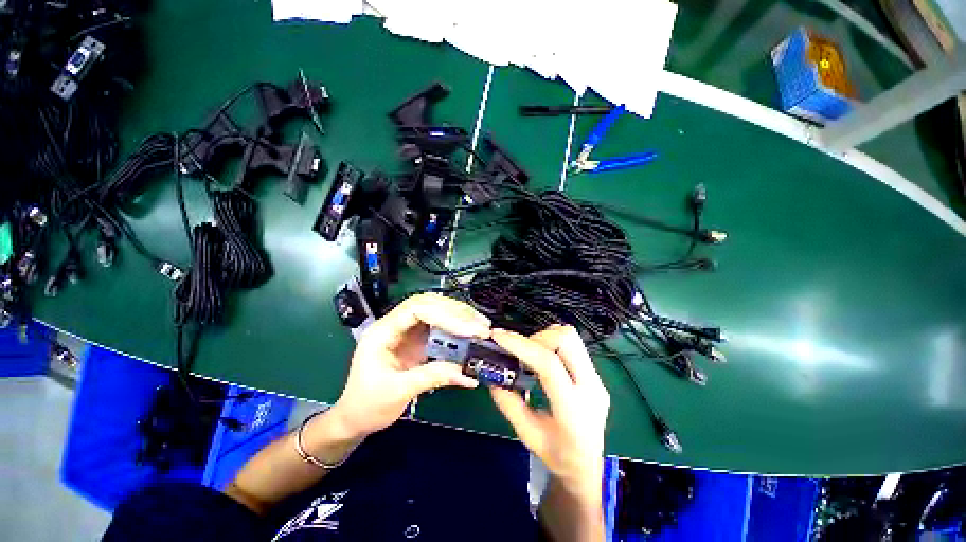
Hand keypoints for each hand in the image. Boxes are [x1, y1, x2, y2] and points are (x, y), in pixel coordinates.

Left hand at [330, 293, 490, 438]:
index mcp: (383, 332)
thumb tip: (466, 374)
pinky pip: (439, 327)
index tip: (467, 329)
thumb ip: (431, 378)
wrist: (355, 417)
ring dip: (459, 317)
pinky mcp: (417, 341)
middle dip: (456, 312)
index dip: (444, 315)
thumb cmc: (367, 405)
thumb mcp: (397, 392)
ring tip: (480, 326)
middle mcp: (396, 325)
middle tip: (480, 325)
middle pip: (429, 305)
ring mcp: (407, 332)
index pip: (416, 309)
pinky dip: (456, 329)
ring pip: (436, 312)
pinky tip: (469, 334)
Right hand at [489, 325, 609, 494]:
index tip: (498, 337)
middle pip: (566, 339)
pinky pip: (574, 345)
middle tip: (520, 352)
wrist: (588, 467)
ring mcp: (597, 379)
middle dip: (537, 338)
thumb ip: (509, 404)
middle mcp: (591, 388)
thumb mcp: (527, 435)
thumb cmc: (558, 456)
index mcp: (573, 409)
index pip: (548, 364)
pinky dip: (552, 343)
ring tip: (530, 354)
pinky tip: (542, 358)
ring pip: (572, 336)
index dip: (521, 345)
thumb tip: (492, 377)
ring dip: (545, 338)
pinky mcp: (596, 374)